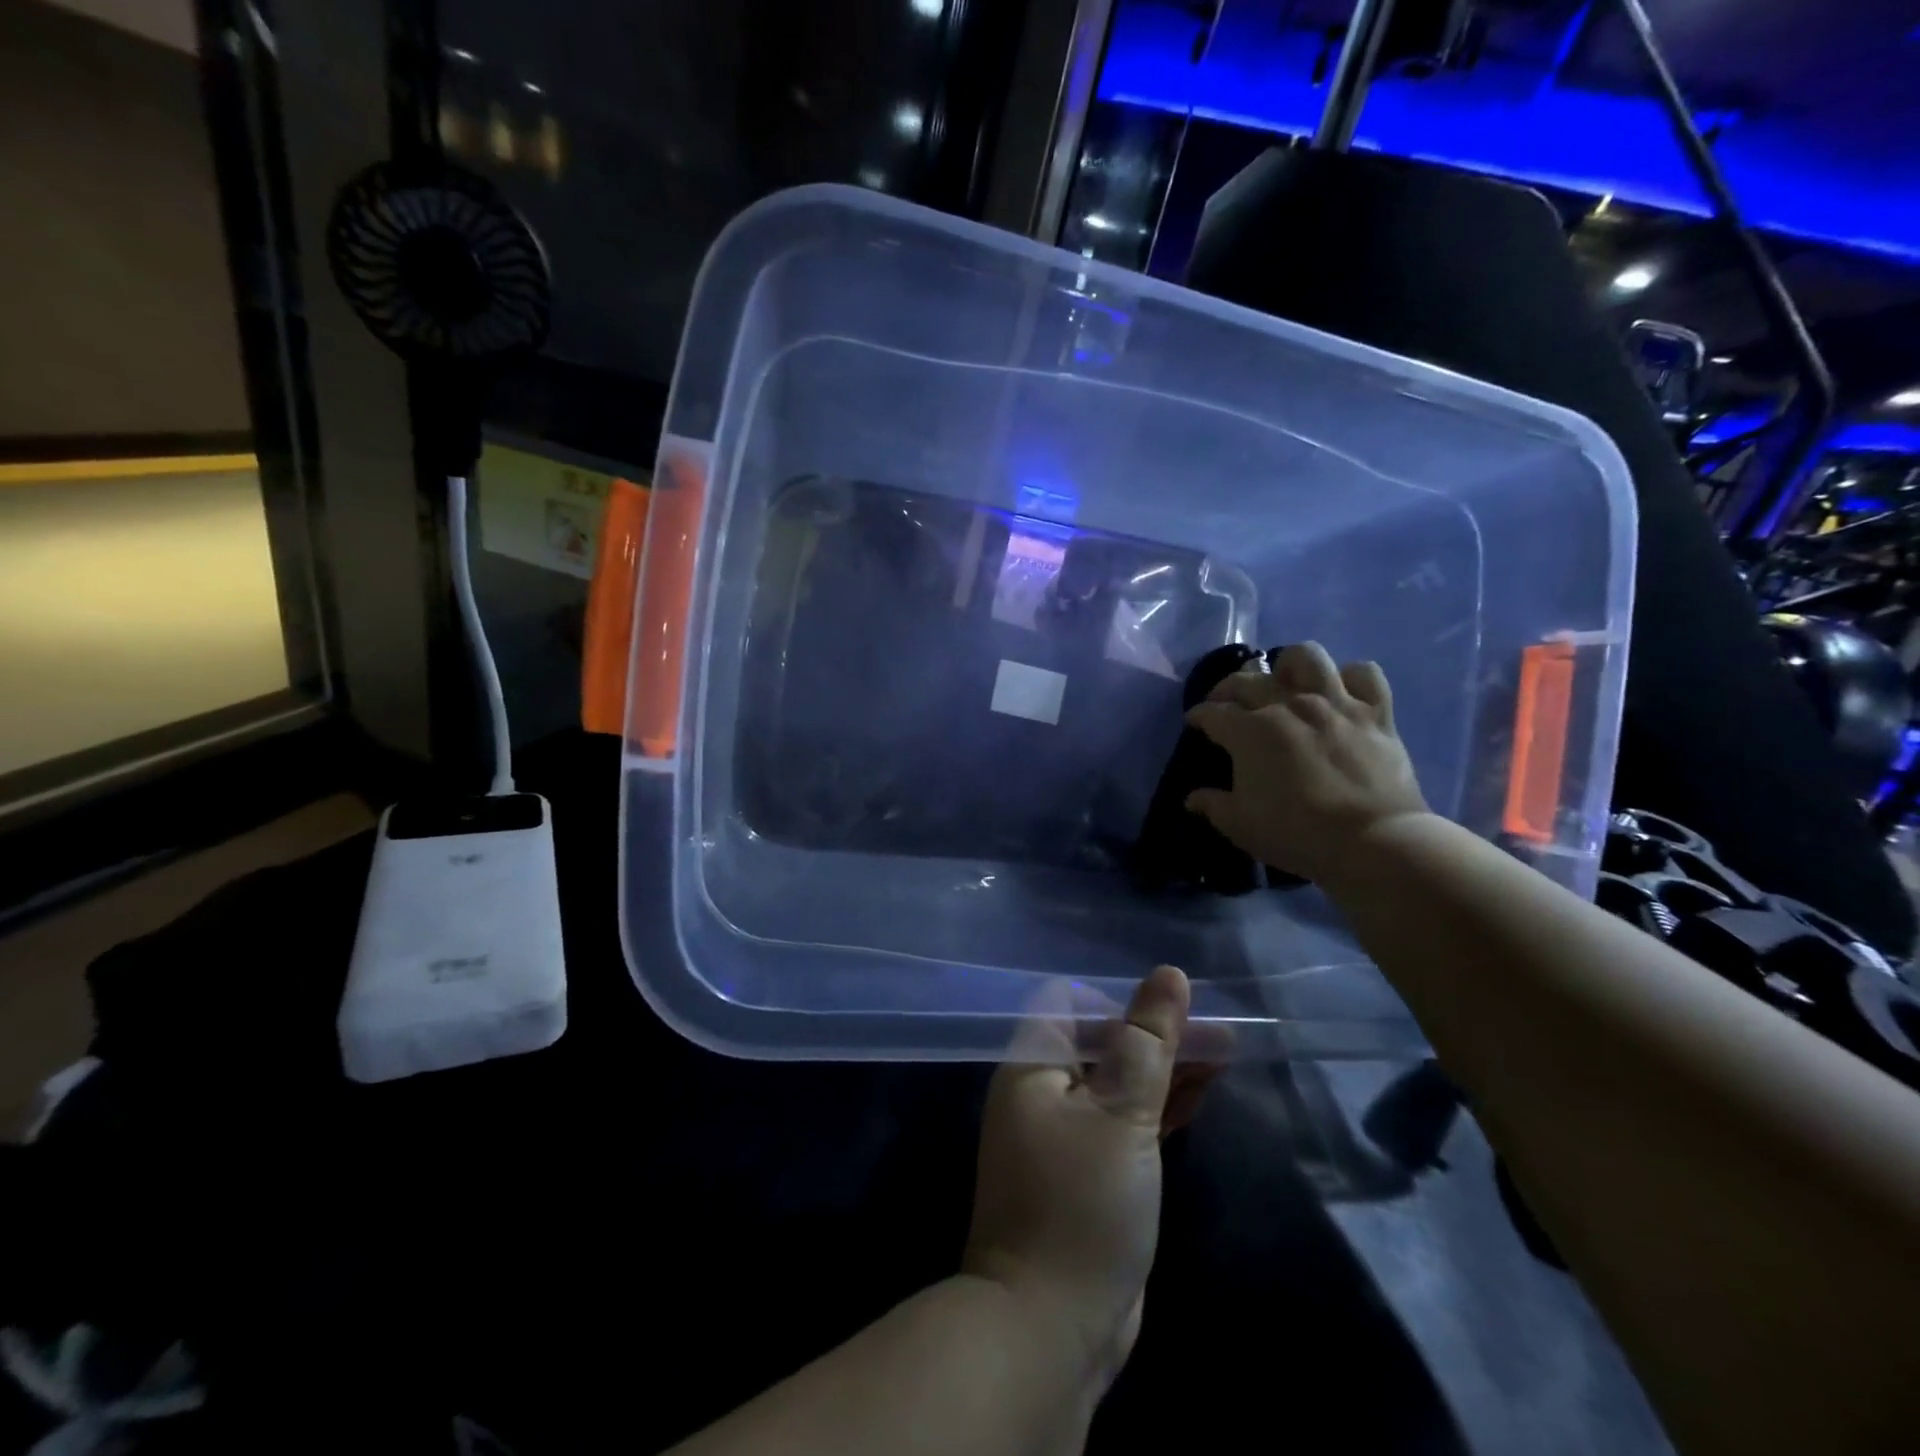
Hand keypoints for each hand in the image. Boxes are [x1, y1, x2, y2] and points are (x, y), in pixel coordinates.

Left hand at [963, 968, 1219, 1390]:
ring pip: (1119, 1083)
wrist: (1049, 1330)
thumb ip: (1148, 1042)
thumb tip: (1169, 973)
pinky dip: (1159, 1107)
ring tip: (1224, 1055)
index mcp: (1032, 1066)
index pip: (1068, 1002)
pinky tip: (1201, 1095)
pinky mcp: (1090, 1174)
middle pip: (1101, 1042)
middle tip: (1220, 1032)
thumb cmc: (1081, 1204)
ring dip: (1165, 1069)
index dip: (1118, 999)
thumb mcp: (1121, 1113)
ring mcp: (1065, 1136)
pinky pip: (1125, 1123)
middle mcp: (1042, 1092)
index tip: (1170, 1011)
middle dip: (1156, 1034)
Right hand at [1184, 642, 1429, 882]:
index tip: (1195, 722)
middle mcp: (1289, 704)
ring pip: (1306, 657)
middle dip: (1228, 688)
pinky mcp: (1376, 712)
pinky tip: (1341, 692)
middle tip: (1226, 703)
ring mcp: (1335, 703)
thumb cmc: (1297, 833)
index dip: (1199, 716)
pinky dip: (1350, 677)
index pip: (1212, 712)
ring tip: (1285, 681)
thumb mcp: (1240, 825)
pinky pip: (1364, 673)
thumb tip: (1192, 798)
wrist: (1372, 842)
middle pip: (1248, 680)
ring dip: (1289, 665)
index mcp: (1250, 731)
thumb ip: (1213, 805)